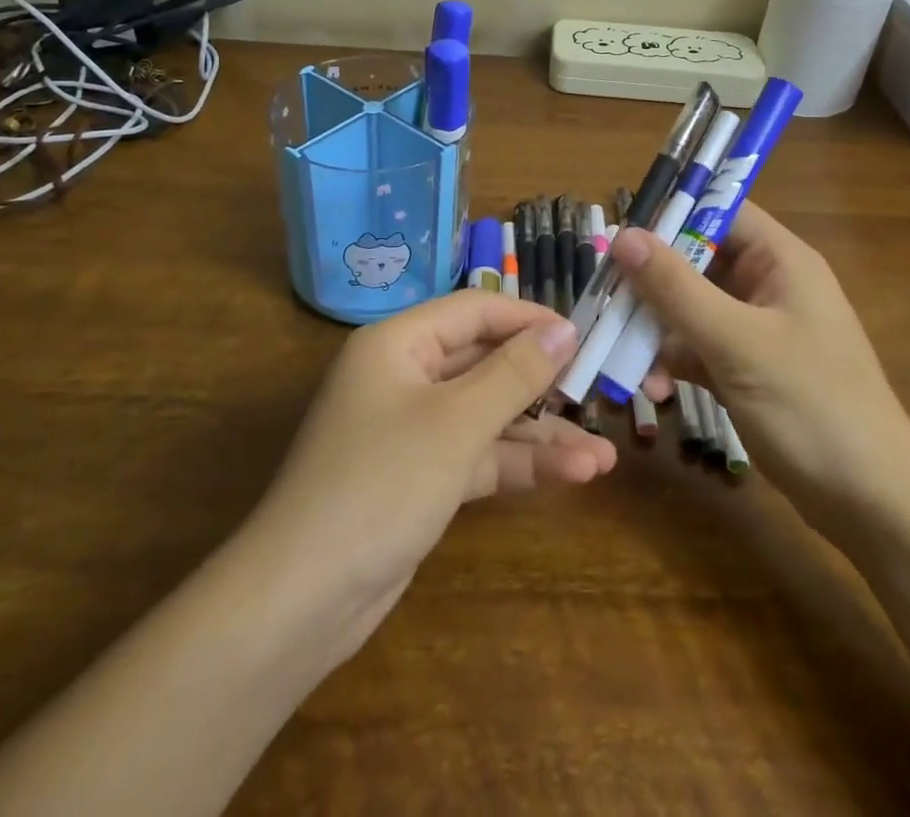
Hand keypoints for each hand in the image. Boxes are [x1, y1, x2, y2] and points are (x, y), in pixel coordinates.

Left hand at [242, 291, 615, 658]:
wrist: (304, 599)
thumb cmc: (381, 484)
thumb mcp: (457, 422)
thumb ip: (515, 372)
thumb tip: (565, 326)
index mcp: (399, 343)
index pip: (474, 311)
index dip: (529, 319)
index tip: (585, 334)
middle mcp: (404, 376)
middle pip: (484, 362)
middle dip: (542, 383)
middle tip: (599, 392)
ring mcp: (412, 429)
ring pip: (487, 415)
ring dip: (540, 435)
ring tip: (604, 455)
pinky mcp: (421, 476)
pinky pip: (477, 454)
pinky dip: (518, 464)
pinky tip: (573, 476)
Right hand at [610, 202, 909, 537]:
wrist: (873, 506)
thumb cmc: (812, 407)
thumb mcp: (737, 342)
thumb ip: (676, 288)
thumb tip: (622, 234)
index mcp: (780, 260)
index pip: (719, 212)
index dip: (670, 214)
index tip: (619, 234)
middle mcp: (767, 285)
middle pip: (696, 260)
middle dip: (651, 282)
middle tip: (606, 298)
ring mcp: (756, 329)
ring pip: (690, 307)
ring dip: (656, 328)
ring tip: (625, 355)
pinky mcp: (746, 368)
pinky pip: (696, 347)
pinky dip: (672, 360)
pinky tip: (653, 389)